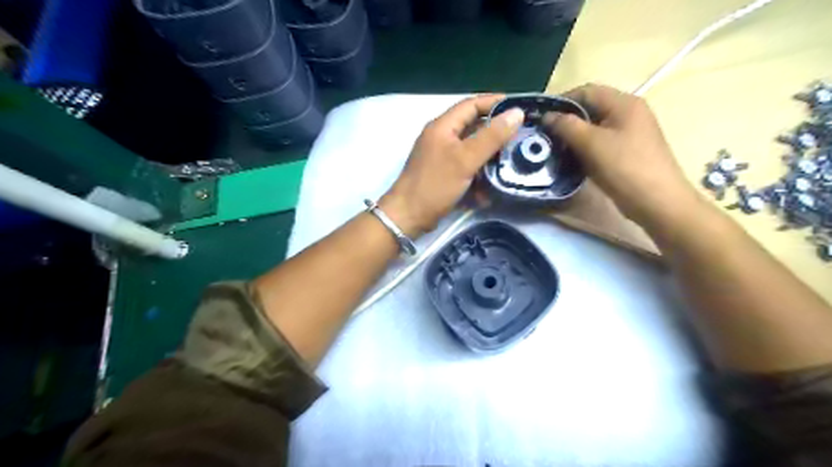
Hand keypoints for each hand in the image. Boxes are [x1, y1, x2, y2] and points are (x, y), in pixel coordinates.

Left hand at [380, 95, 520, 237]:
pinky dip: (478, 174)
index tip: (520, 108)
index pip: (471, 105)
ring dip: (489, 157)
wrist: (408, 217)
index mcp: (442, 126)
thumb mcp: (465, 159)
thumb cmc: (435, 185)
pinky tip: (489, 188)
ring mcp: (441, 157)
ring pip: (471, 150)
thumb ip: (491, 136)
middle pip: (473, 127)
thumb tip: (517, 113)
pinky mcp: (443, 174)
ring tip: (509, 163)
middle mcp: (441, 137)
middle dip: (496, 133)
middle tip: (520, 138)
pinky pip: (465, 168)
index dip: (495, 103)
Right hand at [543, 84, 704, 230]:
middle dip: (567, 120)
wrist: (656, 201)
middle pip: (591, 108)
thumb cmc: (624, 167)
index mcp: (624, 103)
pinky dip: (584, 148)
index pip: (587, 91)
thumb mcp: (592, 144)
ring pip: (594, 127)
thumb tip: (547, 116)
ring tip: (555, 149)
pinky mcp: (627, 151)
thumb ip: (567, 126)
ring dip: (574, 136)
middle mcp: (628, 113)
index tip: (542, 118)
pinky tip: (572, 160)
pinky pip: (600, 142)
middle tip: (546, 136)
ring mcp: (630, 133)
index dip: (562, 101)